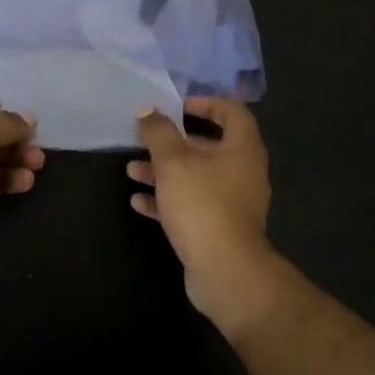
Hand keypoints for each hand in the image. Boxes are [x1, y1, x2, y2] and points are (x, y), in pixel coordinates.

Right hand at [130, 98, 276, 331]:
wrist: (226, 272)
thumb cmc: (202, 205)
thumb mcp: (173, 162)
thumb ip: (158, 133)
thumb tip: (147, 111)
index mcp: (242, 148)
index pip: (231, 111)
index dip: (205, 102)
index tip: (177, 106)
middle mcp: (242, 172)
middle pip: (208, 146)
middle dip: (173, 142)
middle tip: (145, 139)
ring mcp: (232, 203)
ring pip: (195, 177)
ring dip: (164, 172)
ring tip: (132, 171)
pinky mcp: (219, 229)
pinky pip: (192, 205)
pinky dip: (167, 200)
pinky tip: (139, 202)